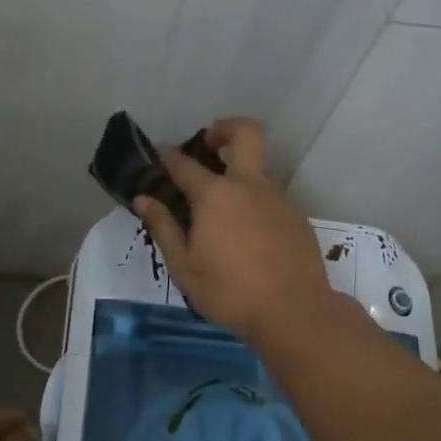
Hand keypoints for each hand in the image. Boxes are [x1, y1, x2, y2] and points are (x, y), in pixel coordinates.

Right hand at [133, 118, 334, 344]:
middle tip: (208, 145)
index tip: (159, 152)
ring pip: (259, 167)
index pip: (185, 164)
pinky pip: (272, 196)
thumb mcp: (185, 267)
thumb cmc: (230, 292)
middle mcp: (249, 186)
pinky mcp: (297, 216)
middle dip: (224, 128)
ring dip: (240, 171)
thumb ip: (163, 227)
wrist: (295, 312)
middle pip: (245, 133)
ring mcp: (278, 198)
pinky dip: (255, 201)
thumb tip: (143, 199)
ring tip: (223, 207)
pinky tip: (248, 234)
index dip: (168, 155)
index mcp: (215, 196)